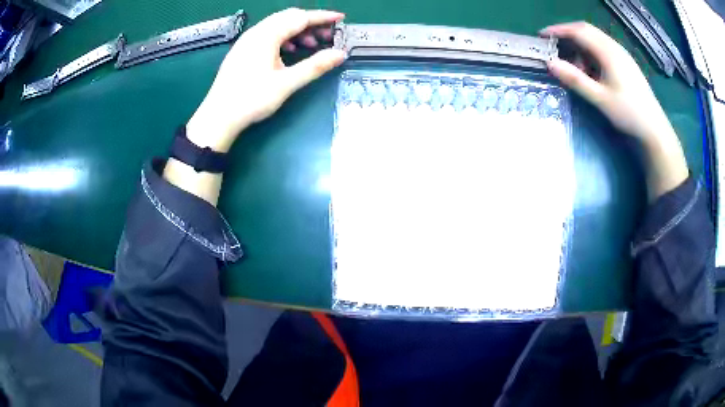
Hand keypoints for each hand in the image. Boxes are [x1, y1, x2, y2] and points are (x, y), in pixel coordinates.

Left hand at [186, 8, 345, 152]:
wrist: (218, 117)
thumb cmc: (251, 99)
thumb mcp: (286, 83)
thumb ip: (315, 66)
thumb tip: (340, 54)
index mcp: (266, 35)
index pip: (300, 17)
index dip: (322, 16)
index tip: (341, 18)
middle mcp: (255, 32)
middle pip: (288, 17)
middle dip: (311, 22)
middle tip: (328, 34)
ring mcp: (246, 41)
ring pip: (277, 25)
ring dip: (297, 30)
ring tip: (312, 44)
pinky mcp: (242, 50)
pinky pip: (267, 35)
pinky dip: (284, 38)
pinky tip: (290, 51)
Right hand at [541, 22, 687, 200]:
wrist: (654, 128)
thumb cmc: (628, 113)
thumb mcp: (600, 99)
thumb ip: (575, 80)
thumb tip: (550, 63)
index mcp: (608, 52)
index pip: (578, 31)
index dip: (558, 30)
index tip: (542, 35)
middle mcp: (614, 47)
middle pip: (586, 30)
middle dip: (567, 35)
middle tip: (554, 47)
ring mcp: (621, 54)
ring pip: (595, 39)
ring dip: (580, 45)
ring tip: (574, 65)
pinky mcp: (625, 62)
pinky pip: (603, 48)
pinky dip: (590, 52)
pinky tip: (590, 69)